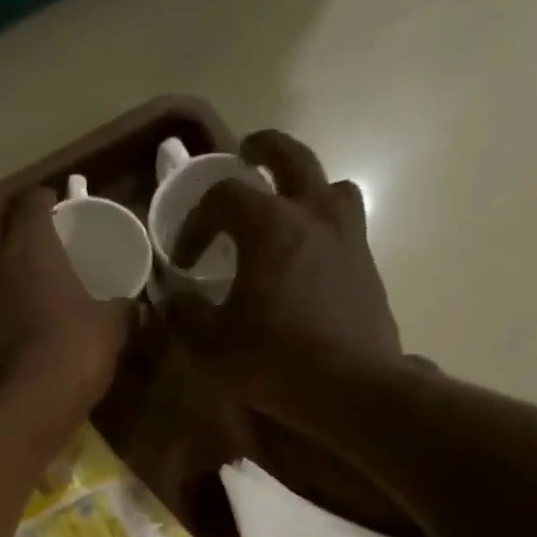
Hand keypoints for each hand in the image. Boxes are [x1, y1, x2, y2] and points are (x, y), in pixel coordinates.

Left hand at [0, 186, 131, 439]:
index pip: (30, 200)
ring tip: (13, 272)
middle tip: (23, 223)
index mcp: (28, 244)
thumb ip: (121, 310)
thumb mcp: (110, 330)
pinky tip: (4, 316)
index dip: (44, 199)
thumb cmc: (70, 355)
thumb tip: (133, 307)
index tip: (57, 206)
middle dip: (2, 209)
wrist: (19, 412)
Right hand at [163, 131, 405, 417]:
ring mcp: (347, 234)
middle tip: (245, 155)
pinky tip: (308, 255)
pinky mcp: (365, 262)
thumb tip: (171, 299)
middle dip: (262, 151)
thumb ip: (184, 315)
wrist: (349, 385)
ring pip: (327, 184)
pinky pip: (342, 222)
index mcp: (269, 224)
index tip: (183, 257)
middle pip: (289, 157)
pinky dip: (321, 223)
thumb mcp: (210, 346)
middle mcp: (312, 213)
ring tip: (286, 208)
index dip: (196, 220)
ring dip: (303, 186)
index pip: (224, 196)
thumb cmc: (272, 361)